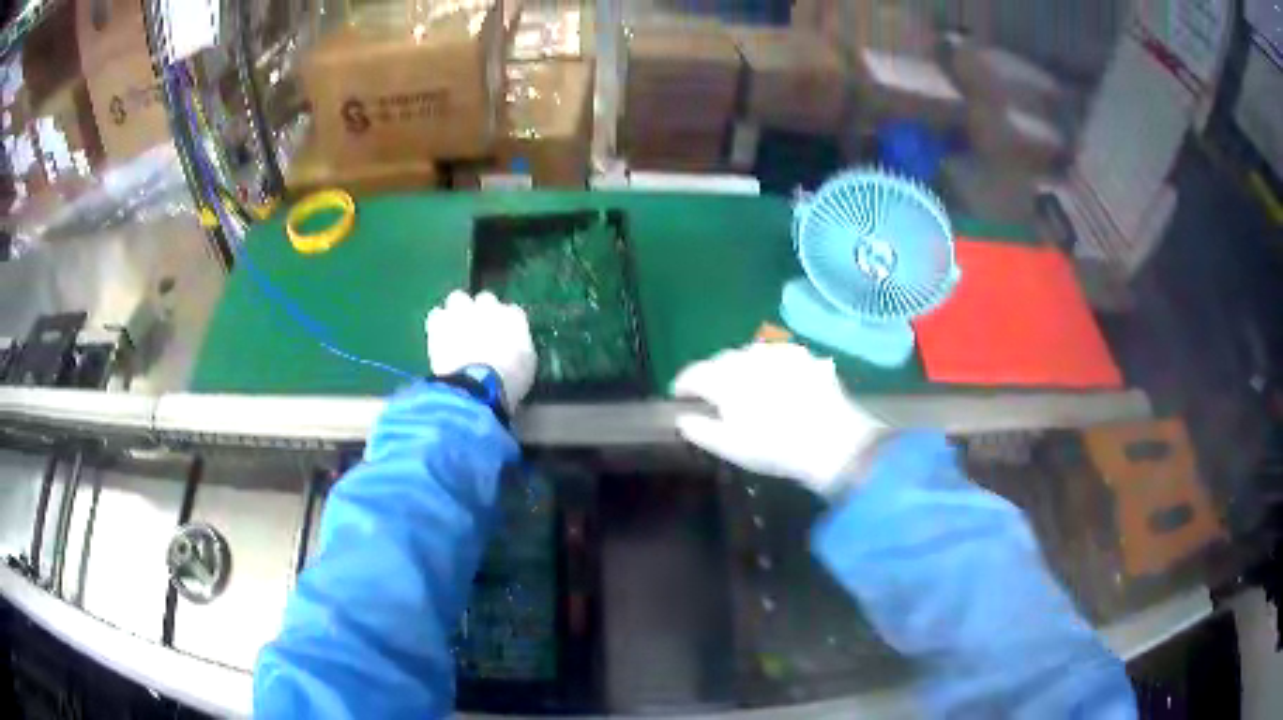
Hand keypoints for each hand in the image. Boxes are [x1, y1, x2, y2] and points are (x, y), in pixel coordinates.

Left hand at [425, 291, 536, 410]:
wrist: (478, 384)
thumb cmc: (509, 380)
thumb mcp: (527, 365)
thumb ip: (521, 347)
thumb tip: (515, 346)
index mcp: (514, 317)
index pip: (512, 311)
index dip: (505, 324)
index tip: (502, 337)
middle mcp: (489, 307)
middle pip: (485, 299)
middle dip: (481, 312)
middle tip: (477, 332)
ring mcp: (462, 311)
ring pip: (458, 298)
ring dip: (457, 310)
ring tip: (455, 329)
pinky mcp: (440, 321)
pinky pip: (436, 315)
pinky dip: (438, 324)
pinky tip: (439, 337)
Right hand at [672, 343, 885, 494]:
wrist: (832, 442)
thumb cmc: (774, 448)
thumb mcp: (729, 447)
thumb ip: (699, 430)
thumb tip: (682, 418)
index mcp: (724, 378)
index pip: (693, 374)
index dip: (682, 386)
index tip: (679, 398)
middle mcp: (748, 356)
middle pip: (721, 360)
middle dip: (713, 375)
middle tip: (714, 397)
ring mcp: (779, 353)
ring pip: (750, 354)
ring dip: (742, 367)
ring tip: (747, 388)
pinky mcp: (804, 357)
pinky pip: (778, 356)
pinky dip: (771, 366)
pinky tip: (779, 382)